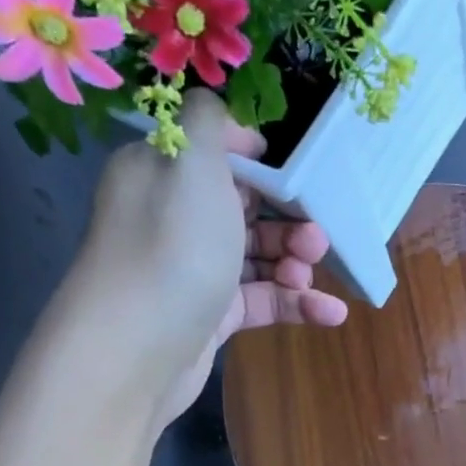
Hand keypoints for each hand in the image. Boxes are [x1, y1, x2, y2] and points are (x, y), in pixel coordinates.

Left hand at [63, 90, 347, 427]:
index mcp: (163, 173)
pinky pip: (262, 300)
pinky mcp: (212, 315)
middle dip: (290, 221)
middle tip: (318, 239)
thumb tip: (227, 115)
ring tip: (311, 277)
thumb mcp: (192, 164)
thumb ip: (209, 121)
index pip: (221, 156)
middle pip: (248, 208)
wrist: (135, 350)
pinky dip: (296, 304)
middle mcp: (175, 217)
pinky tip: (330, 314)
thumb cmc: (172, 248)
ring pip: (259, 257)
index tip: (303, 180)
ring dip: (296, 263)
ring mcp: (194, 269)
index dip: (266, 166)